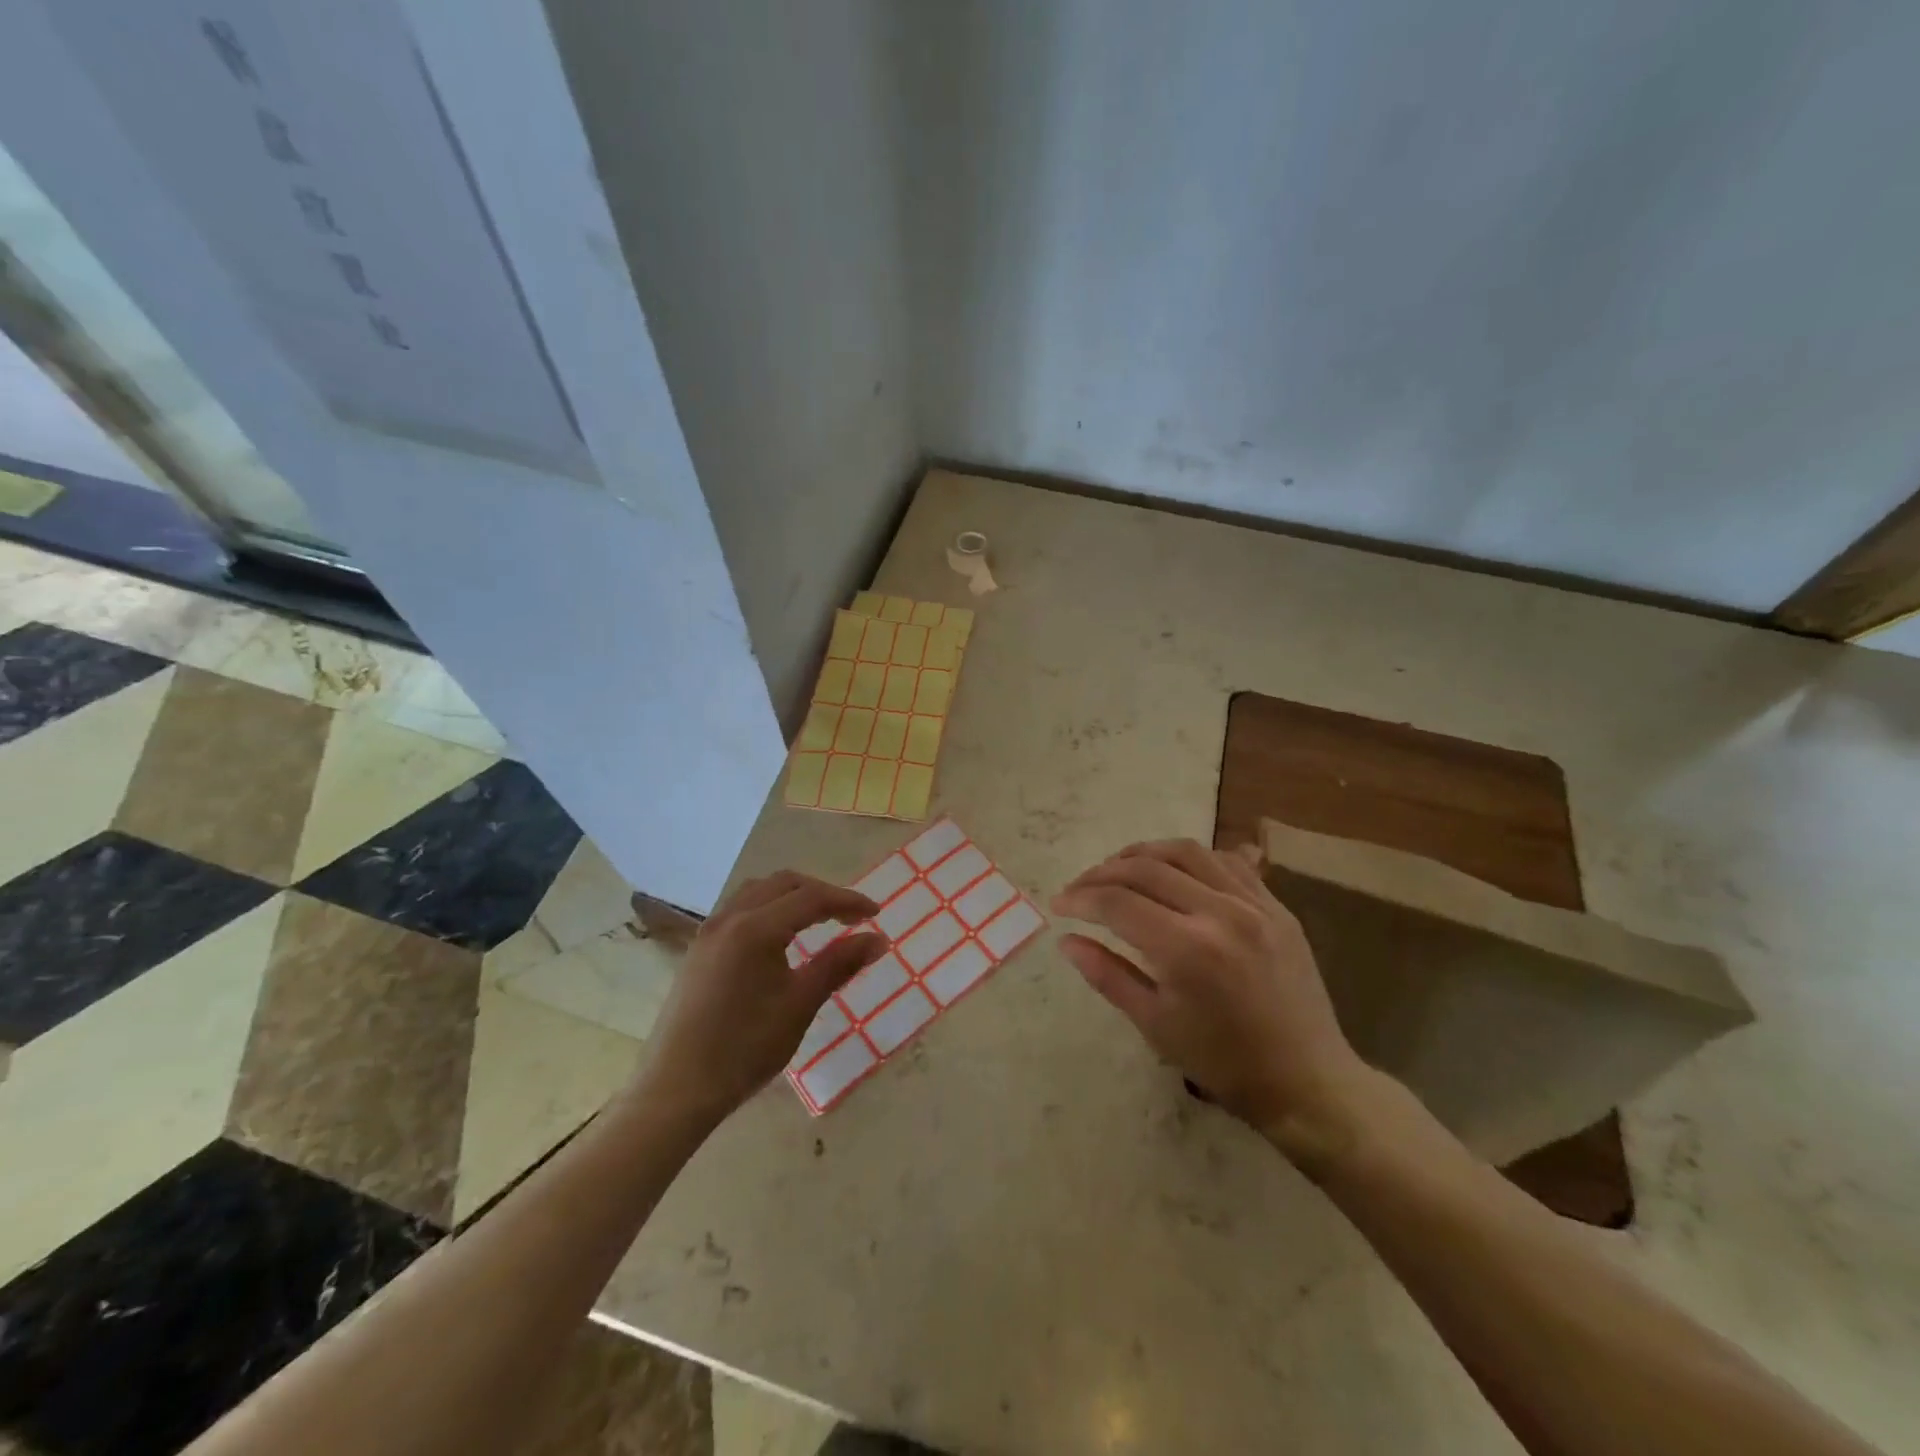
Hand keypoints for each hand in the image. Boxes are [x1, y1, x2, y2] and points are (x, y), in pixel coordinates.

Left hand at [634, 871, 888, 1125]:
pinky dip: (769, 909)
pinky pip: (740, 909)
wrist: (676, 1090)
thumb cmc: (745, 1048)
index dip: (847, 901)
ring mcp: (709, 932)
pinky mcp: (699, 950)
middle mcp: (730, 918)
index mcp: (756, 928)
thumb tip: (878, 939)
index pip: (812, 898)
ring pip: (758, 891)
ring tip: (818, 920)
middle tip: (849, 916)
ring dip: (792, 896)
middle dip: (821, 893)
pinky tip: (780, 938)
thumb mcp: (800, 1005)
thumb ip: (839, 964)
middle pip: (784, 884)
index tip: (876, 915)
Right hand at [1052, 839, 1370, 1159]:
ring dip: (1145, 853)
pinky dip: (1192, 859)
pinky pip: (1228, 862)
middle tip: (1081, 887)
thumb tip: (1067, 940)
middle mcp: (1220, 913)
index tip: (1058, 904)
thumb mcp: (1155, 1025)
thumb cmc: (1223, 1063)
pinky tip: (1175, 872)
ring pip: (1188, 851)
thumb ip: (1107, 974)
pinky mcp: (1277, 907)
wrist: (1308, 1082)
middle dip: (1104, 872)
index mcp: (1187, 949)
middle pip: (1147, 868)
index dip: (1081, 898)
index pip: (1118, 903)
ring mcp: (1255, 904)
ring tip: (1120, 868)